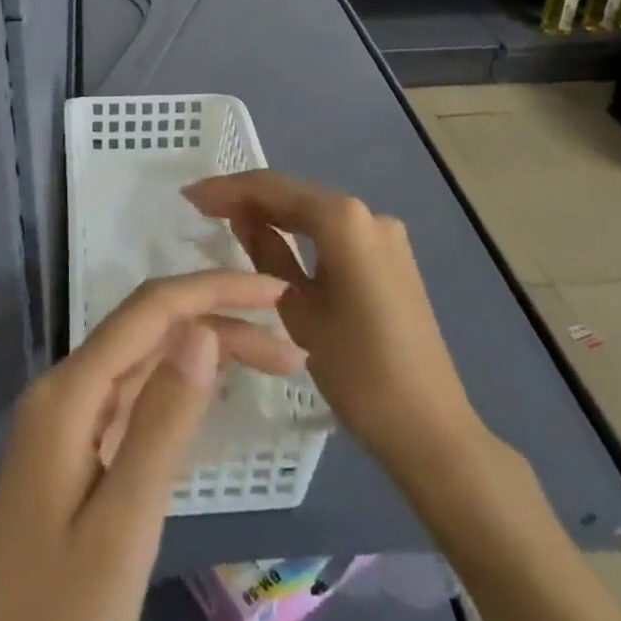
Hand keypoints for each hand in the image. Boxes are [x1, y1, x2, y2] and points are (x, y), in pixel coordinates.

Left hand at [0, 271, 305, 620]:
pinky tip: (213, 389)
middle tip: (292, 347)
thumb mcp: (124, 525)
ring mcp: (65, 421)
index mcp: (66, 393)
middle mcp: (62, 390)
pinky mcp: (74, 451)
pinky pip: (132, 396)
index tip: (275, 292)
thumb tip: (203, 330)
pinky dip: (178, 386)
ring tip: (273, 362)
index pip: (148, 311)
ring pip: (143, 361)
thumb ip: (163, 422)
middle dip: (218, 321)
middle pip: (148, 331)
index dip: (212, 290)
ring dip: (204, 352)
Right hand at [184, 170, 481, 461]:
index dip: (227, 189)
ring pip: (314, 211)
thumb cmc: (358, 372)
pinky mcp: (390, 257)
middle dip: (247, 197)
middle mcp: (368, 213)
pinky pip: (334, 231)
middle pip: (294, 193)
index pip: (273, 188)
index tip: (189, 196)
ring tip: (225, 219)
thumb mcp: (298, 310)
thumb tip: (242, 217)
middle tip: (200, 207)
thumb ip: (266, 252)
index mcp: (344, 219)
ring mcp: (384, 234)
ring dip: (272, 212)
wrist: (431, 431)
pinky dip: (300, 231)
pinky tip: (272, 238)